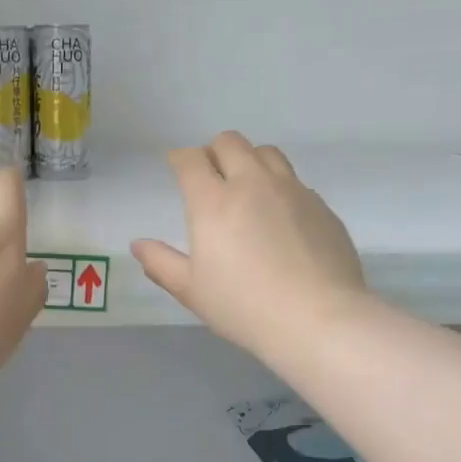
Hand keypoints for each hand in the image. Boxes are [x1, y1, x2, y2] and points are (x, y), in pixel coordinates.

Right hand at [132, 132, 367, 358]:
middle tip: (210, 177)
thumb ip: (161, 263)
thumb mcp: (191, 290)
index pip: (191, 160)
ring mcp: (292, 191)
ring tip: (246, 189)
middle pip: (230, 142)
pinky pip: (294, 181)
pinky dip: (279, 188)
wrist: (318, 319)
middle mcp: (253, 184)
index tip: (176, 167)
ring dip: (249, 161)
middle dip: (213, 152)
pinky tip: (279, 219)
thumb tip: (139, 245)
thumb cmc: (244, 306)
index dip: (179, 159)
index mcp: (213, 202)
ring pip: (267, 153)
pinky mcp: (321, 206)